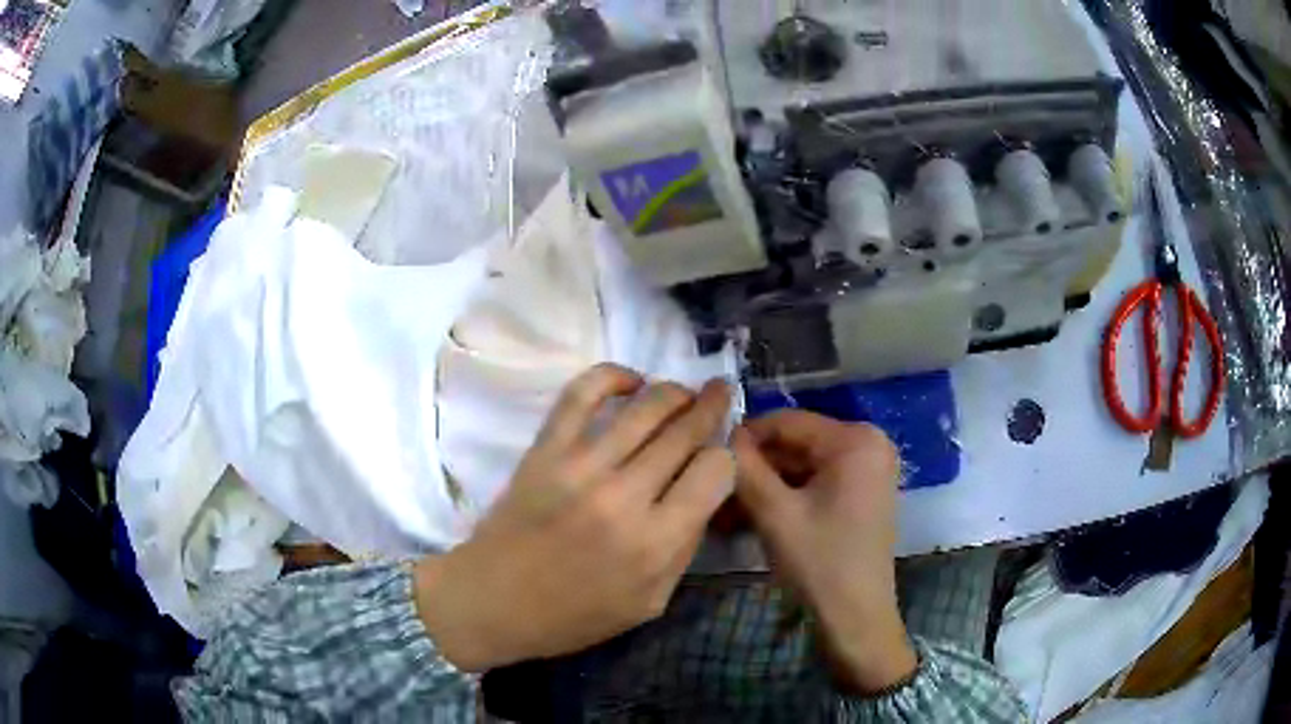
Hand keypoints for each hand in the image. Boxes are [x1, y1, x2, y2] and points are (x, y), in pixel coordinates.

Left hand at [415, 364, 733, 671]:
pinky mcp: (545, 449)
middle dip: (711, 408)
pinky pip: (582, 394)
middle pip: (685, 432)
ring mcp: (581, 466)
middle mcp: (625, 496)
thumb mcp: (650, 602)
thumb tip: (703, 494)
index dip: (726, 457)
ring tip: (685, 391)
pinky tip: (632, 381)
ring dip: (675, 391)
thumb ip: (684, 549)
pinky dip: (612, 376)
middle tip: (721, 394)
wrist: (494, 601)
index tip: (720, 457)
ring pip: (646, 407)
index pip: (715, 471)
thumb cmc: (574, 615)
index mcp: (656, 542)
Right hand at [731, 410, 916, 693]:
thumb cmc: (820, 563)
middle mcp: (867, 446)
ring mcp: (866, 472)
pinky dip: (782, 500)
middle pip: (794, 445)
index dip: (744, 438)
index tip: (706, 459)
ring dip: (762, 488)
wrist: (856, 619)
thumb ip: (745, 468)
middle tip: (712, 493)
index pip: (787, 421)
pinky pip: (813, 485)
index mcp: (855, 441)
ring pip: (800, 468)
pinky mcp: (859, 496)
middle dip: (752, 470)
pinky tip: (747, 521)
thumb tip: (720, 435)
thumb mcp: (775, 514)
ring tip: (723, 514)